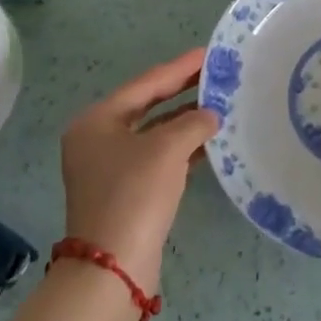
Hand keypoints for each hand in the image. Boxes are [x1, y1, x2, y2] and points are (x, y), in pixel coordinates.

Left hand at [60, 48, 218, 292]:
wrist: (112, 267)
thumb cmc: (135, 194)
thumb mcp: (167, 149)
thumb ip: (193, 122)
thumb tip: (211, 115)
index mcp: (97, 120)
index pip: (147, 83)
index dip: (181, 67)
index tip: (210, 53)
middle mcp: (99, 139)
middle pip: (149, 105)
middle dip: (184, 91)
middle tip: (219, 75)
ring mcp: (111, 167)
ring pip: (156, 133)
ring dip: (187, 121)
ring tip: (222, 105)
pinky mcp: (127, 191)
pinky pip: (159, 158)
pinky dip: (184, 148)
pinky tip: (212, 142)